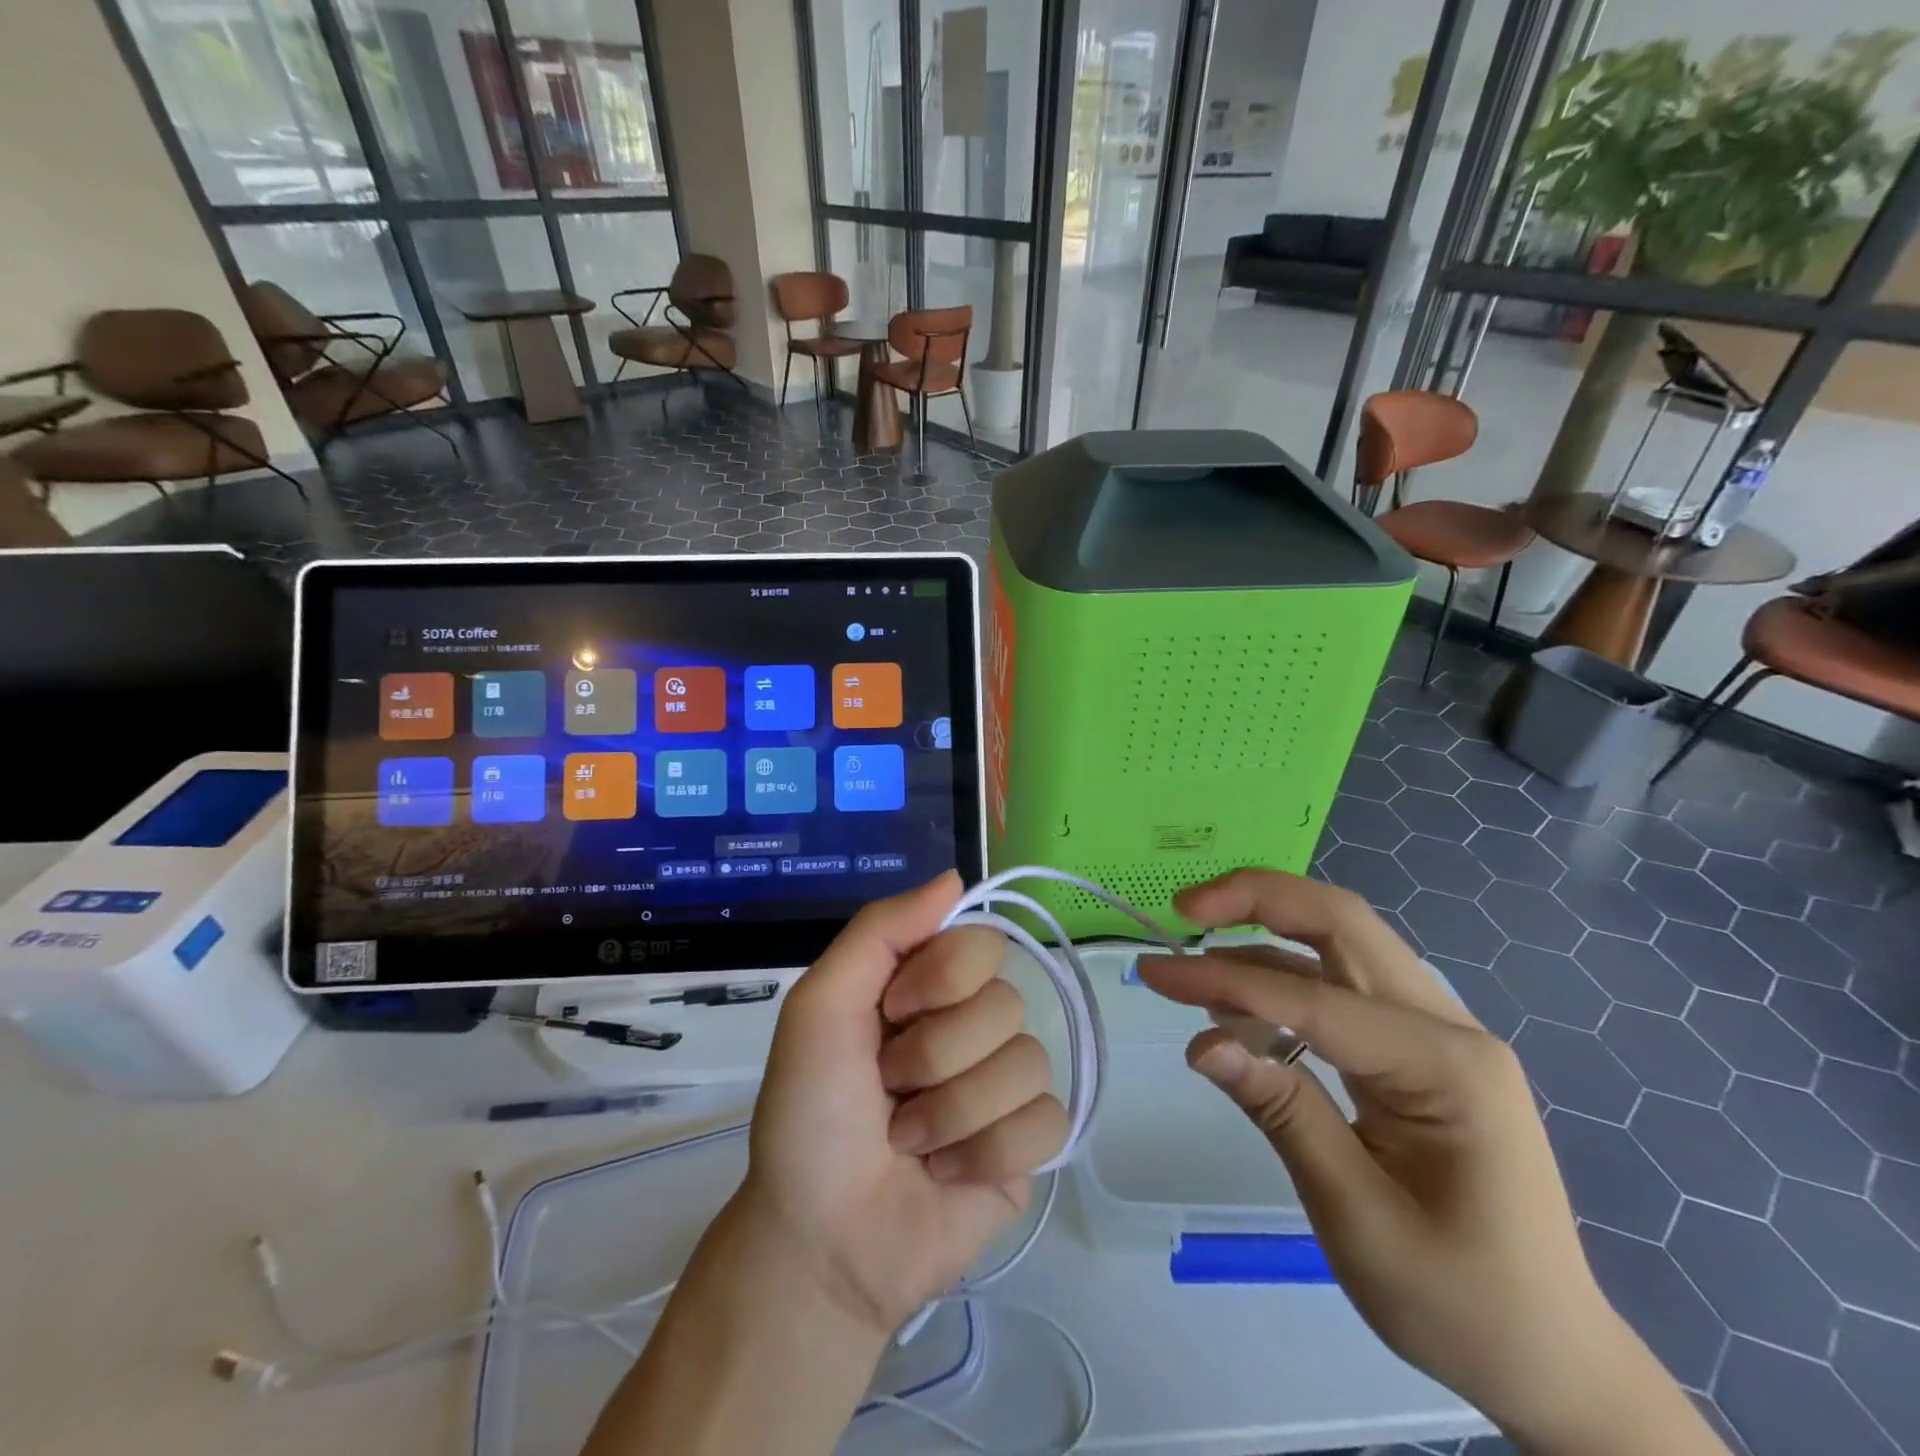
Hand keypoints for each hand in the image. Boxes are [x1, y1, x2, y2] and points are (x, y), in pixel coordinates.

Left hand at [732, 872, 1068, 1336]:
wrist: (821, 1241)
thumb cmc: (810, 1115)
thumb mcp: (820, 1006)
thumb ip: (880, 930)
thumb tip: (956, 877)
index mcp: (927, 987)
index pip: (981, 942)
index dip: (942, 978)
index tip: (893, 1012)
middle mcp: (971, 1024)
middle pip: (1005, 1004)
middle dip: (934, 1056)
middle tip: (888, 1090)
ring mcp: (1004, 1084)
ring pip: (1027, 1063)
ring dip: (951, 1113)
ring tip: (909, 1142)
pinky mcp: (1028, 1145)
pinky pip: (1047, 1122)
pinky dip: (985, 1154)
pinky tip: (947, 1174)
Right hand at [1138, 869, 1724, 1454]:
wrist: (1552, 1360)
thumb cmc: (1460, 1303)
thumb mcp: (1358, 1218)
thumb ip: (1282, 1113)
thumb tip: (1202, 1043)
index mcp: (1446, 1066)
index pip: (1314, 998)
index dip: (1224, 980)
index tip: (1152, 972)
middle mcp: (1448, 1027)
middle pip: (1343, 924)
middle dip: (1259, 899)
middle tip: (1186, 907)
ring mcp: (1437, 1033)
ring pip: (1342, 944)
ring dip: (1266, 932)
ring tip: (1195, 956)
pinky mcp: (1417, 1050)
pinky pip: (1342, 987)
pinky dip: (1284, 978)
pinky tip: (1238, 1000)